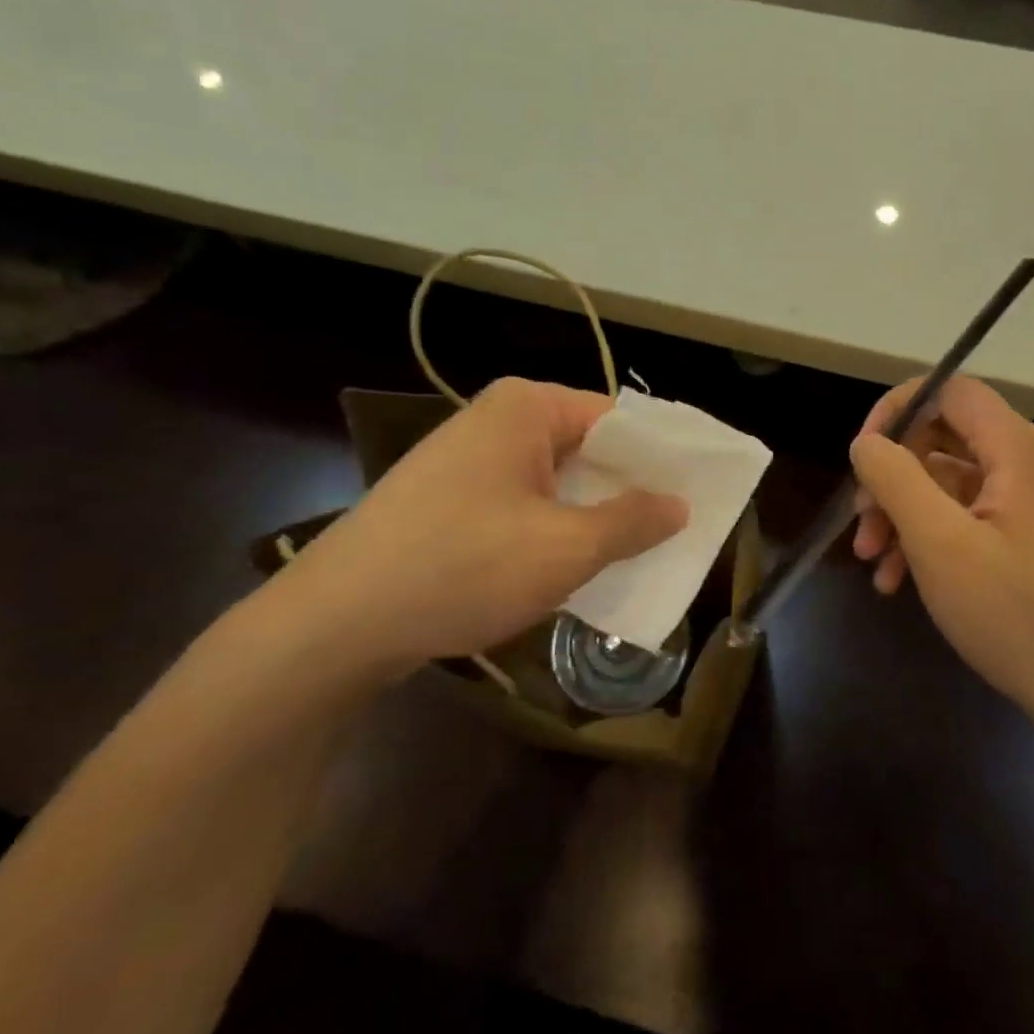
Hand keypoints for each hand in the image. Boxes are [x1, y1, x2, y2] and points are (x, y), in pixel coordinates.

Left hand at [251, 378, 686, 679]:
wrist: (335, 625)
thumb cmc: (463, 567)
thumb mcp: (565, 548)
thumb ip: (632, 520)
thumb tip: (679, 504)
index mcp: (527, 408)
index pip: (620, 419)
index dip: (662, 457)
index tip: (698, 492)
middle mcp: (497, 420)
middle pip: (588, 448)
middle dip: (630, 489)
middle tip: (677, 527)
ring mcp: (467, 460)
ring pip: (556, 480)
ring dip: (594, 515)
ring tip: (637, 551)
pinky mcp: (447, 500)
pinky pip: (523, 504)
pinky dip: (555, 529)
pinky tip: (575, 565)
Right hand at [849, 376, 1033, 734]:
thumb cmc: (1016, 615)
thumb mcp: (940, 544)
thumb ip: (896, 480)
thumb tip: (866, 442)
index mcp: (1018, 450)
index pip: (950, 391)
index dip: (898, 410)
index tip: (862, 455)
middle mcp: (1030, 464)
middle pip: (944, 439)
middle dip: (893, 477)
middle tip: (862, 523)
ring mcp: (1032, 503)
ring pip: (949, 484)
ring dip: (904, 515)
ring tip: (872, 563)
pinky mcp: (1030, 538)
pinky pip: (968, 517)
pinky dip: (931, 538)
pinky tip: (898, 581)